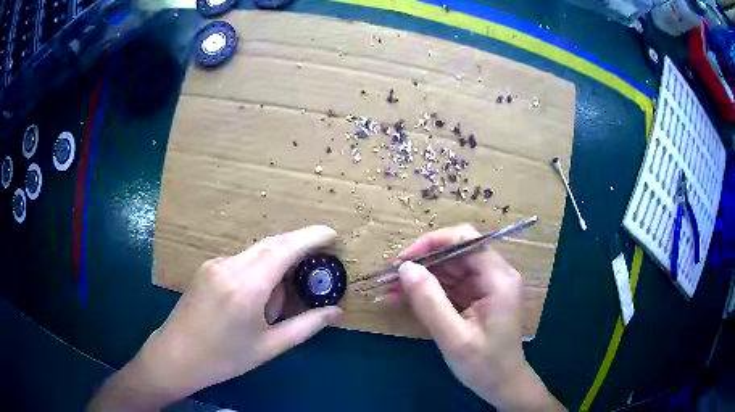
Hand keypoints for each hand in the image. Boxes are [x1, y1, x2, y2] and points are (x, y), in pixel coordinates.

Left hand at [89, 225, 341, 410]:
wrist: (176, 356)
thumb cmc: (224, 358)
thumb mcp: (269, 347)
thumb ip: (305, 326)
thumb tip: (335, 312)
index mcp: (246, 287)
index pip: (284, 249)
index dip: (310, 237)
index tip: (332, 235)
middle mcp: (229, 266)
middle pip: (271, 244)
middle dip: (298, 245)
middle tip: (320, 257)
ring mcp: (215, 264)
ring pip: (256, 252)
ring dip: (278, 262)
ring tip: (285, 294)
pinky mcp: (207, 268)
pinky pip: (242, 260)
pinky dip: (260, 269)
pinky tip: (259, 296)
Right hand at [397, 225, 562, 410]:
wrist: (503, 386)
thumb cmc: (485, 366)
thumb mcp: (454, 338)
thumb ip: (430, 302)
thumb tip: (405, 268)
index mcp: (498, 279)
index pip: (466, 241)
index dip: (432, 243)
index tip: (403, 261)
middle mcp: (496, 275)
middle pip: (457, 252)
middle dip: (423, 262)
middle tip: (391, 278)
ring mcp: (488, 286)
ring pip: (451, 268)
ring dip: (423, 277)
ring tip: (392, 290)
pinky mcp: (479, 298)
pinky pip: (452, 285)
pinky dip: (429, 290)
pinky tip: (407, 298)